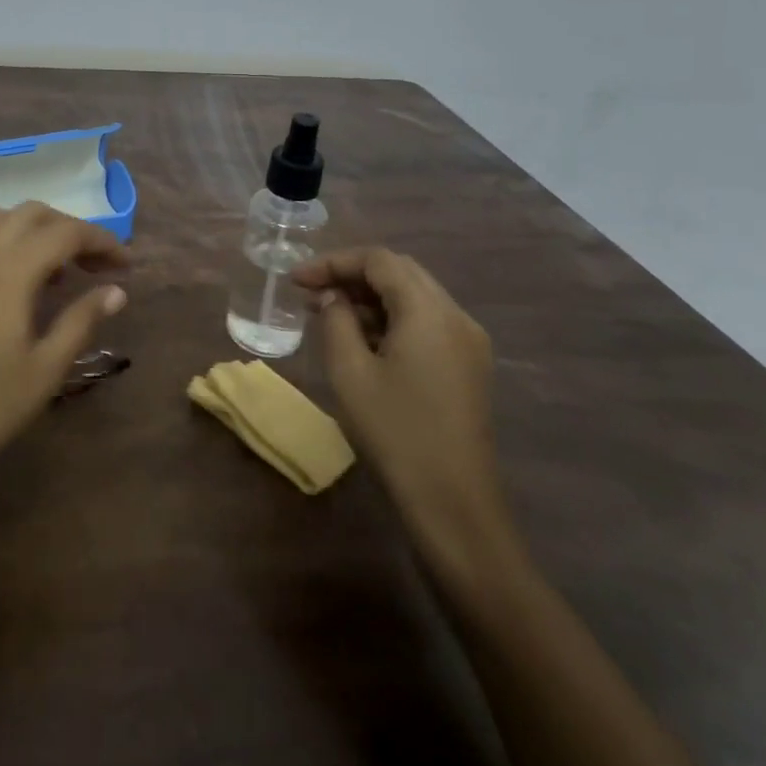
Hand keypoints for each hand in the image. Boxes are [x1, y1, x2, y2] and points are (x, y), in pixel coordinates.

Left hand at [0, 202, 128, 515]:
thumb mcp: (44, 370)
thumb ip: (81, 320)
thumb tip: (115, 290)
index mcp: (10, 270)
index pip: (66, 232)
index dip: (102, 241)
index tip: (126, 265)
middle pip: (32, 214)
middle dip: (70, 229)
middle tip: (96, 266)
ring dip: (33, 229)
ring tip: (55, 270)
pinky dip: (4, 241)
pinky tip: (15, 284)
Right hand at [293, 247, 514, 576]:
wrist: (454, 505)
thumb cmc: (395, 433)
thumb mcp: (350, 372)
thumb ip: (336, 320)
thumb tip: (331, 297)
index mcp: (429, 311)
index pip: (378, 260)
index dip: (333, 262)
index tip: (297, 280)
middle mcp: (456, 316)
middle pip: (399, 272)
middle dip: (351, 275)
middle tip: (310, 293)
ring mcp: (468, 342)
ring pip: (414, 296)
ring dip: (371, 297)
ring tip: (328, 314)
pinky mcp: (469, 366)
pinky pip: (426, 322)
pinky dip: (392, 319)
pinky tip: (362, 340)